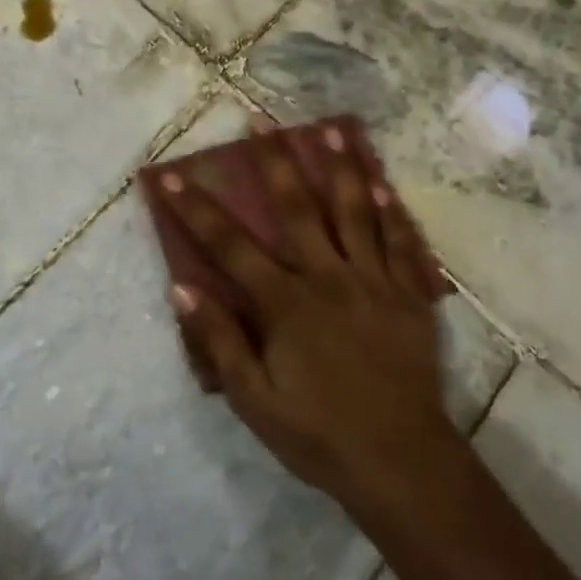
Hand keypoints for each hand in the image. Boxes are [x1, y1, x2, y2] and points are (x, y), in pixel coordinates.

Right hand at [160, 123, 464, 517]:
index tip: (173, 175)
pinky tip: (381, 184)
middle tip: (261, 118)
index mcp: (285, 302)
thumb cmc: (319, 434)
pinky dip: (389, 211)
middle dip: (274, 160)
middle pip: (298, 207)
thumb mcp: (254, 401)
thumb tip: (182, 287)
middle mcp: (327, 277)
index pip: (230, 245)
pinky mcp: (407, 293)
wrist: (402, 461)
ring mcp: (372, 280)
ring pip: (353, 211)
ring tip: (331, 129)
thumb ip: (220, 341)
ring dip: (340, 167)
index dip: (197, 209)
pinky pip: (398, 241)